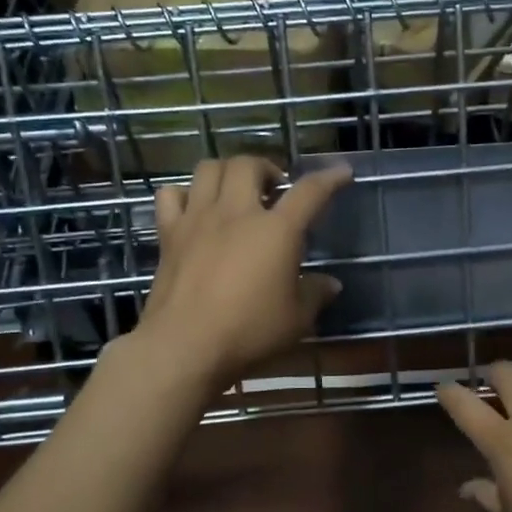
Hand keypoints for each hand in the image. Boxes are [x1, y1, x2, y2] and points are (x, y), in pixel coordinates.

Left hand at [135, 157, 352, 392]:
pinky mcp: (169, 234)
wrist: (183, 346)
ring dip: (227, 172)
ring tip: (236, 191)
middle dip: (266, 168)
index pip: (310, 192)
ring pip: (209, 168)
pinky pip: (171, 195)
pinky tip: (194, 208)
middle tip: (275, 190)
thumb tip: (330, 284)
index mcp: (276, 230)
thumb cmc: (248, 332)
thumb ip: (314, 295)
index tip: (342, 173)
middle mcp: (237, 212)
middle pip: (249, 165)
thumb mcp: (296, 320)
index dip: (329, 178)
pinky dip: (184, 194)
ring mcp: (198, 219)